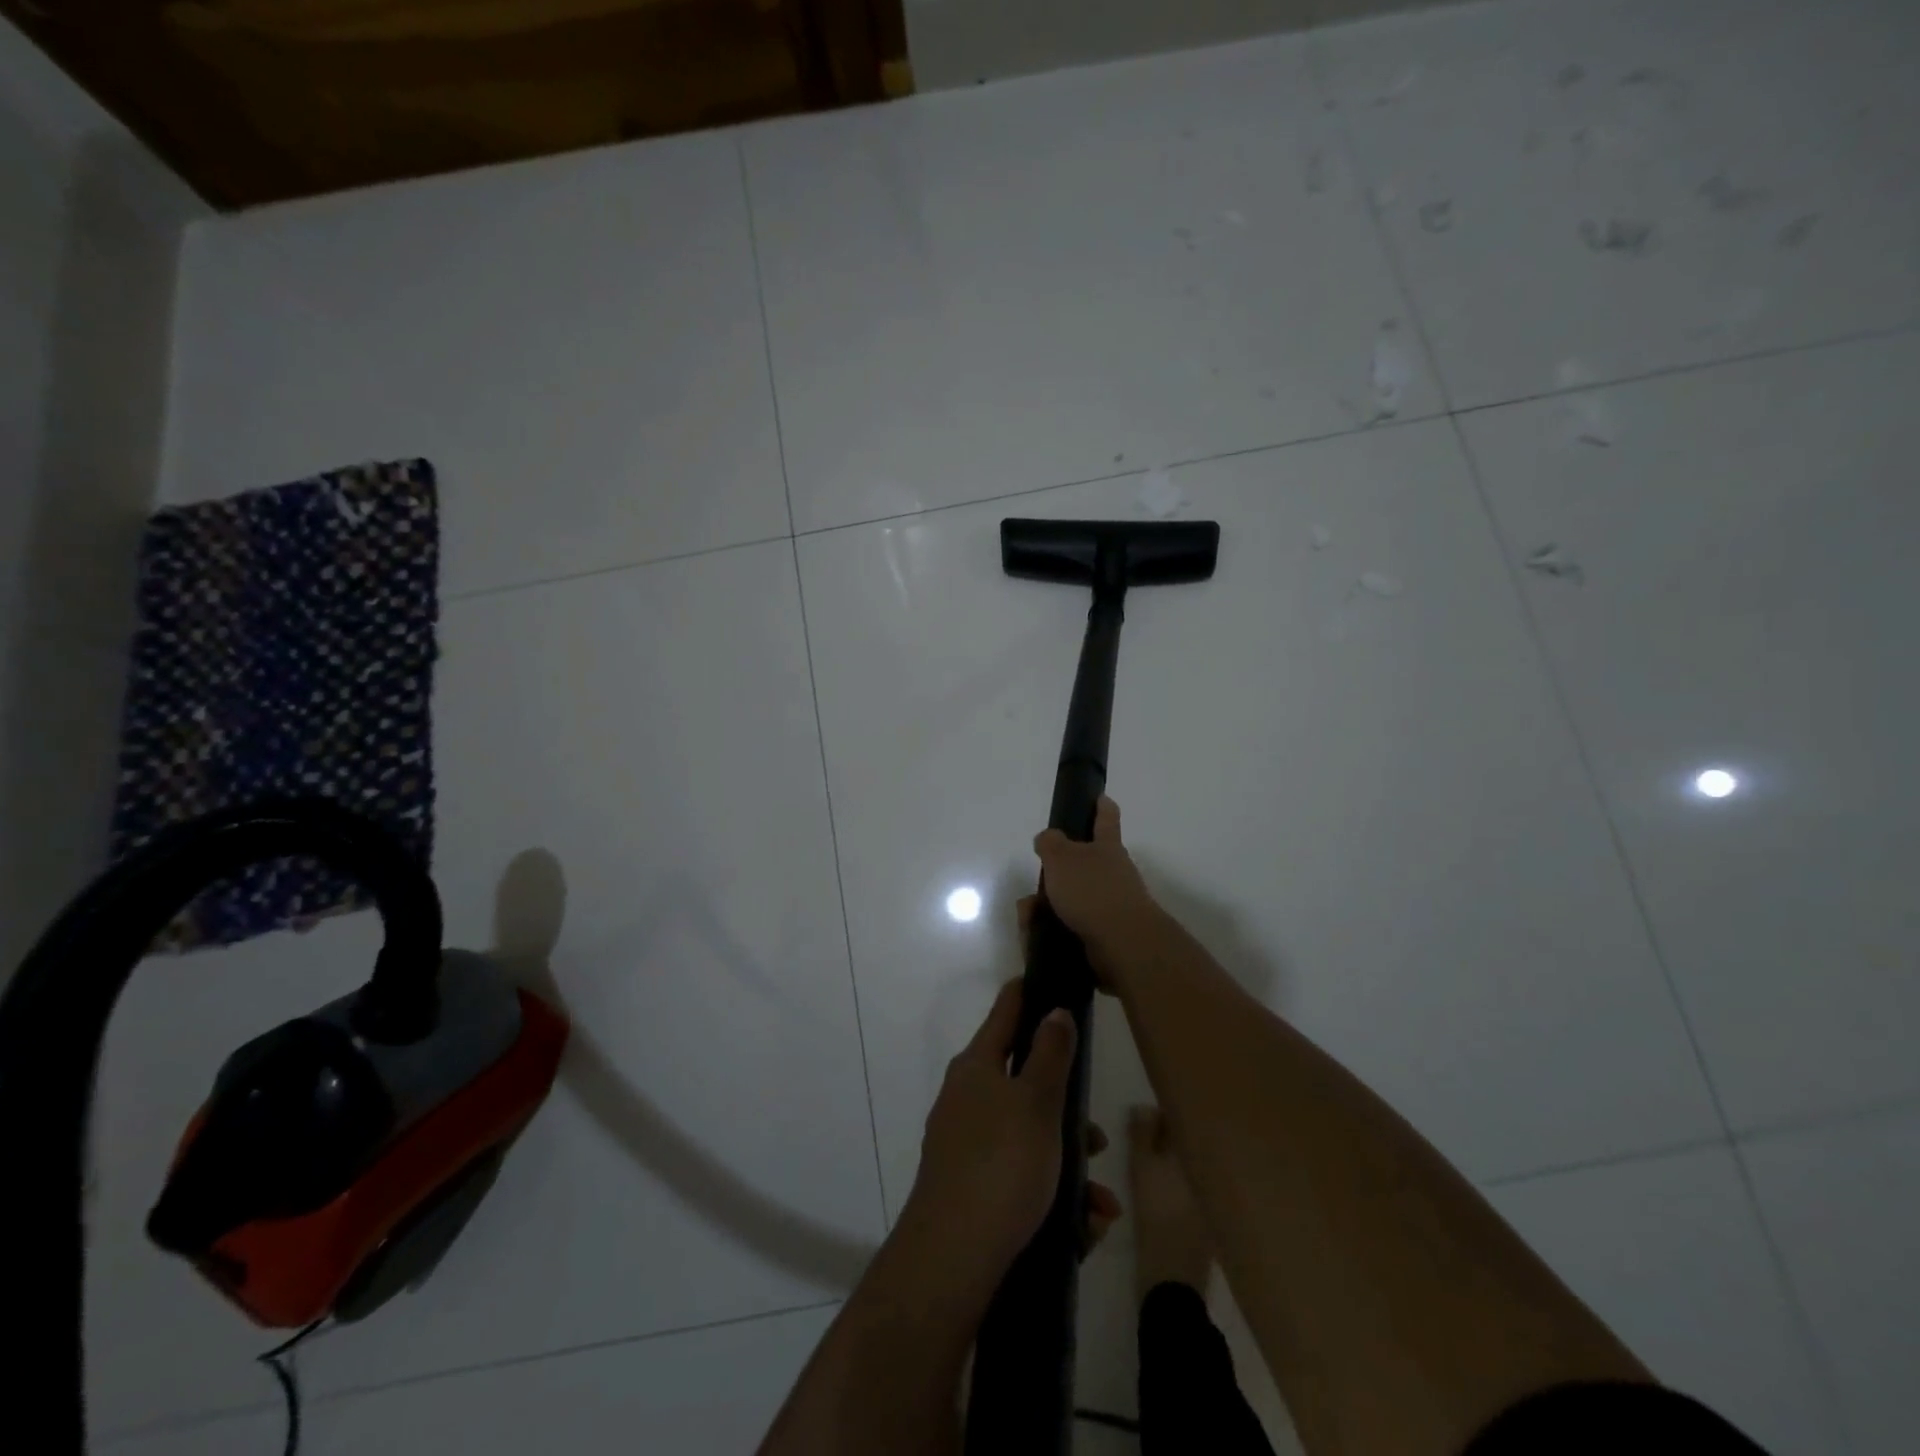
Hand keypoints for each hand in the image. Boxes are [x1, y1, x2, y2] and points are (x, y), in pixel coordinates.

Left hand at [901, 980, 1115, 1294]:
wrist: (952, 1259)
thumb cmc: (1001, 1164)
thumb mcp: (1037, 1103)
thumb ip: (1051, 1055)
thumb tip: (1055, 1010)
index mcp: (976, 1067)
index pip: (1005, 1013)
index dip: (1027, 995)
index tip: (1049, 981)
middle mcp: (966, 1099)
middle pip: (1024, 1084)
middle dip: (1066, 1110)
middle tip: (1097, 1136)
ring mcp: (965, 1145)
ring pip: (1029, 1138)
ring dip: (1068, 1165)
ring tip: (1101, 1204)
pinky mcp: (971, 1188)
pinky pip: (1020, 1178)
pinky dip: (1053, 1196)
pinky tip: (1083, 1228)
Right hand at [1031, 796, 1160, 984]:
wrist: (1122, 944)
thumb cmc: (1092, 890)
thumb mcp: (1061, 857)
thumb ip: (1050, 843)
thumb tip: (1047, 838)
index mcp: (1107, 847)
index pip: (1106, 818)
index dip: (1101, 805)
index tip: (1099, 797)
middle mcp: (1114, 873)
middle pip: (1082, 865)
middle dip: (1055, 875)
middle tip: (1035, 884)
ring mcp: (1112, 904)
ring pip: (1071, 899)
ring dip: (1046, 907)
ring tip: (1028, 917)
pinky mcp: (1105, 934)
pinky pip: (1071, 926)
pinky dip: (1052, 929)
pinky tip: (1037, 936)